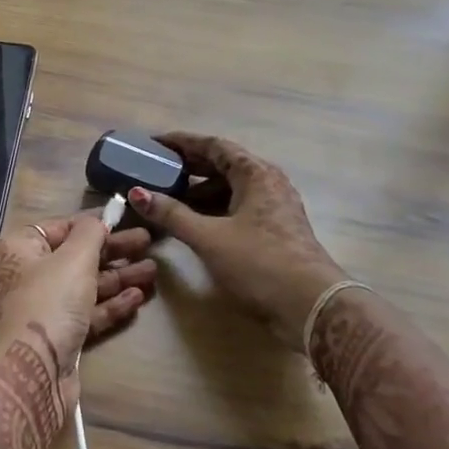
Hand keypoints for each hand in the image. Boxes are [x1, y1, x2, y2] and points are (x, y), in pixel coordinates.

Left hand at [0, 213, 154, 448]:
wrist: (31, 374)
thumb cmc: (48, 302)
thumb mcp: (73, 258)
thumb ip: (90, 233)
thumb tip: (98, 219)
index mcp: (19, 248)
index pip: (59, 227)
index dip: (92, 223)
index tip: (123, 220)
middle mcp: (26, 275)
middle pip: (75, 256)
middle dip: (113, 251)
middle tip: (148, 243)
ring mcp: (42, 308)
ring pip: (85, 286)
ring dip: (118, 277)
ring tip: (153, 271)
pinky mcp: (57, 337)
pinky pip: (87, 313)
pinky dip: (110, 304)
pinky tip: (137, 298)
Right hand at [126, 132, 343, 351]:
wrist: (311, 306)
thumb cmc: (259, 263)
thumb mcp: (209, 238)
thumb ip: (172, 215)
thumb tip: (138, 193)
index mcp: (255, 173)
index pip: (213, 145)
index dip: (182, 142)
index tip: (154, 143)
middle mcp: (268, 183)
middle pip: (223, 165)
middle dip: (189, 167)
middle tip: (156, 170)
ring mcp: (274, 207)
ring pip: (231, 189)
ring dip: (200, 191)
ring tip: (168, 199)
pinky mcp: (275, 230)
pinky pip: (238, 208)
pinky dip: (214, 209)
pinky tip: (194, 223)